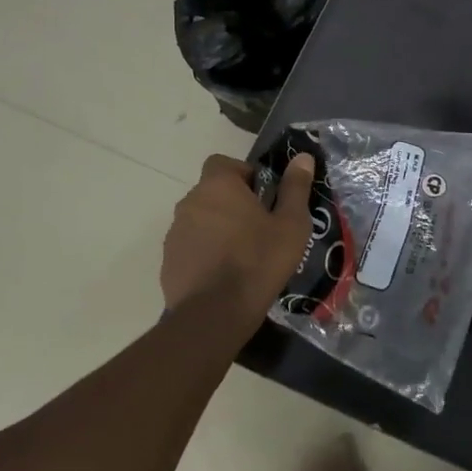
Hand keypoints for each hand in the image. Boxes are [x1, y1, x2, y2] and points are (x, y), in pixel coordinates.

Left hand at [161, 153, 315, 324]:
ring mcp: (175, 232)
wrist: (214, 314)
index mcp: (218, 186)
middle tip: (259, 228)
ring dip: (219, 229)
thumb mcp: (291, 224)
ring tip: (243, 255)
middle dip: (233, 204)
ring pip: (201, 220)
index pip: (224, 163)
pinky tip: (224, 275)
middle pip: (213, 192)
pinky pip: (191, 246)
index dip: (244, 175)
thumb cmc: (258, 261)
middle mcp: (190, 202)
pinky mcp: (168, 261)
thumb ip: (296, 187)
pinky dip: (205, 253)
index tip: (263, 197)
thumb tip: (303, 157)